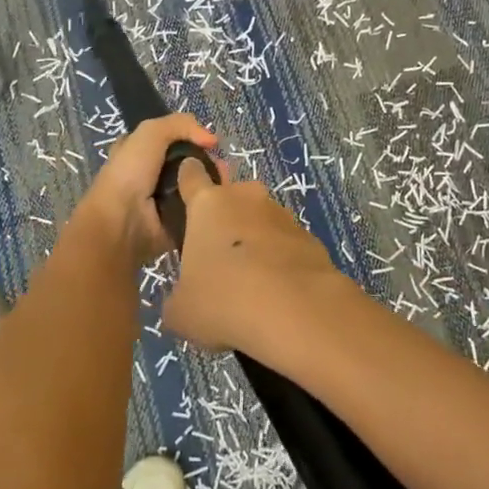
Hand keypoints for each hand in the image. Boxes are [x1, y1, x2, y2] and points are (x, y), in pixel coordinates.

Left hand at [71, 112, 218, 267]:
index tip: (212, 143)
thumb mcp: (150, 133)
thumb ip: (181, 125)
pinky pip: (199, 210)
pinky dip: (212, 206)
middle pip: (188, 163)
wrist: (123, 222)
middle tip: (223, 165)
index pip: (170, 140)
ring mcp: (164, 201)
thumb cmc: (130, 172)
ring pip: (196, 186)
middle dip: (208, 161)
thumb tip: (212, 140)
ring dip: (213, 183)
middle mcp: (151, 175)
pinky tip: (223, 200)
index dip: (191, 138)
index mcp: (139, 152)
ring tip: (227, 182)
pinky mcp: (176, 222)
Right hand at [162, 160, 343, 357]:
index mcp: (208, 204)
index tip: (184, 193)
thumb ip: (177, 296)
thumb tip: (185, 300)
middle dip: (225, 219)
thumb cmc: (224, 300)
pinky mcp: (312, 240)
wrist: (296, 312)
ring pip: (262, 222)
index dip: (187, 181)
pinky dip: (281, 263)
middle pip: (232, 197)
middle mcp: (247, 199)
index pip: (192, 175)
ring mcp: (283, 216)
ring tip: (251, 283)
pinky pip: (287, 246)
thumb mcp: (181, 310)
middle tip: (218, 256)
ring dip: (255, 242)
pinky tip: (278, 294)